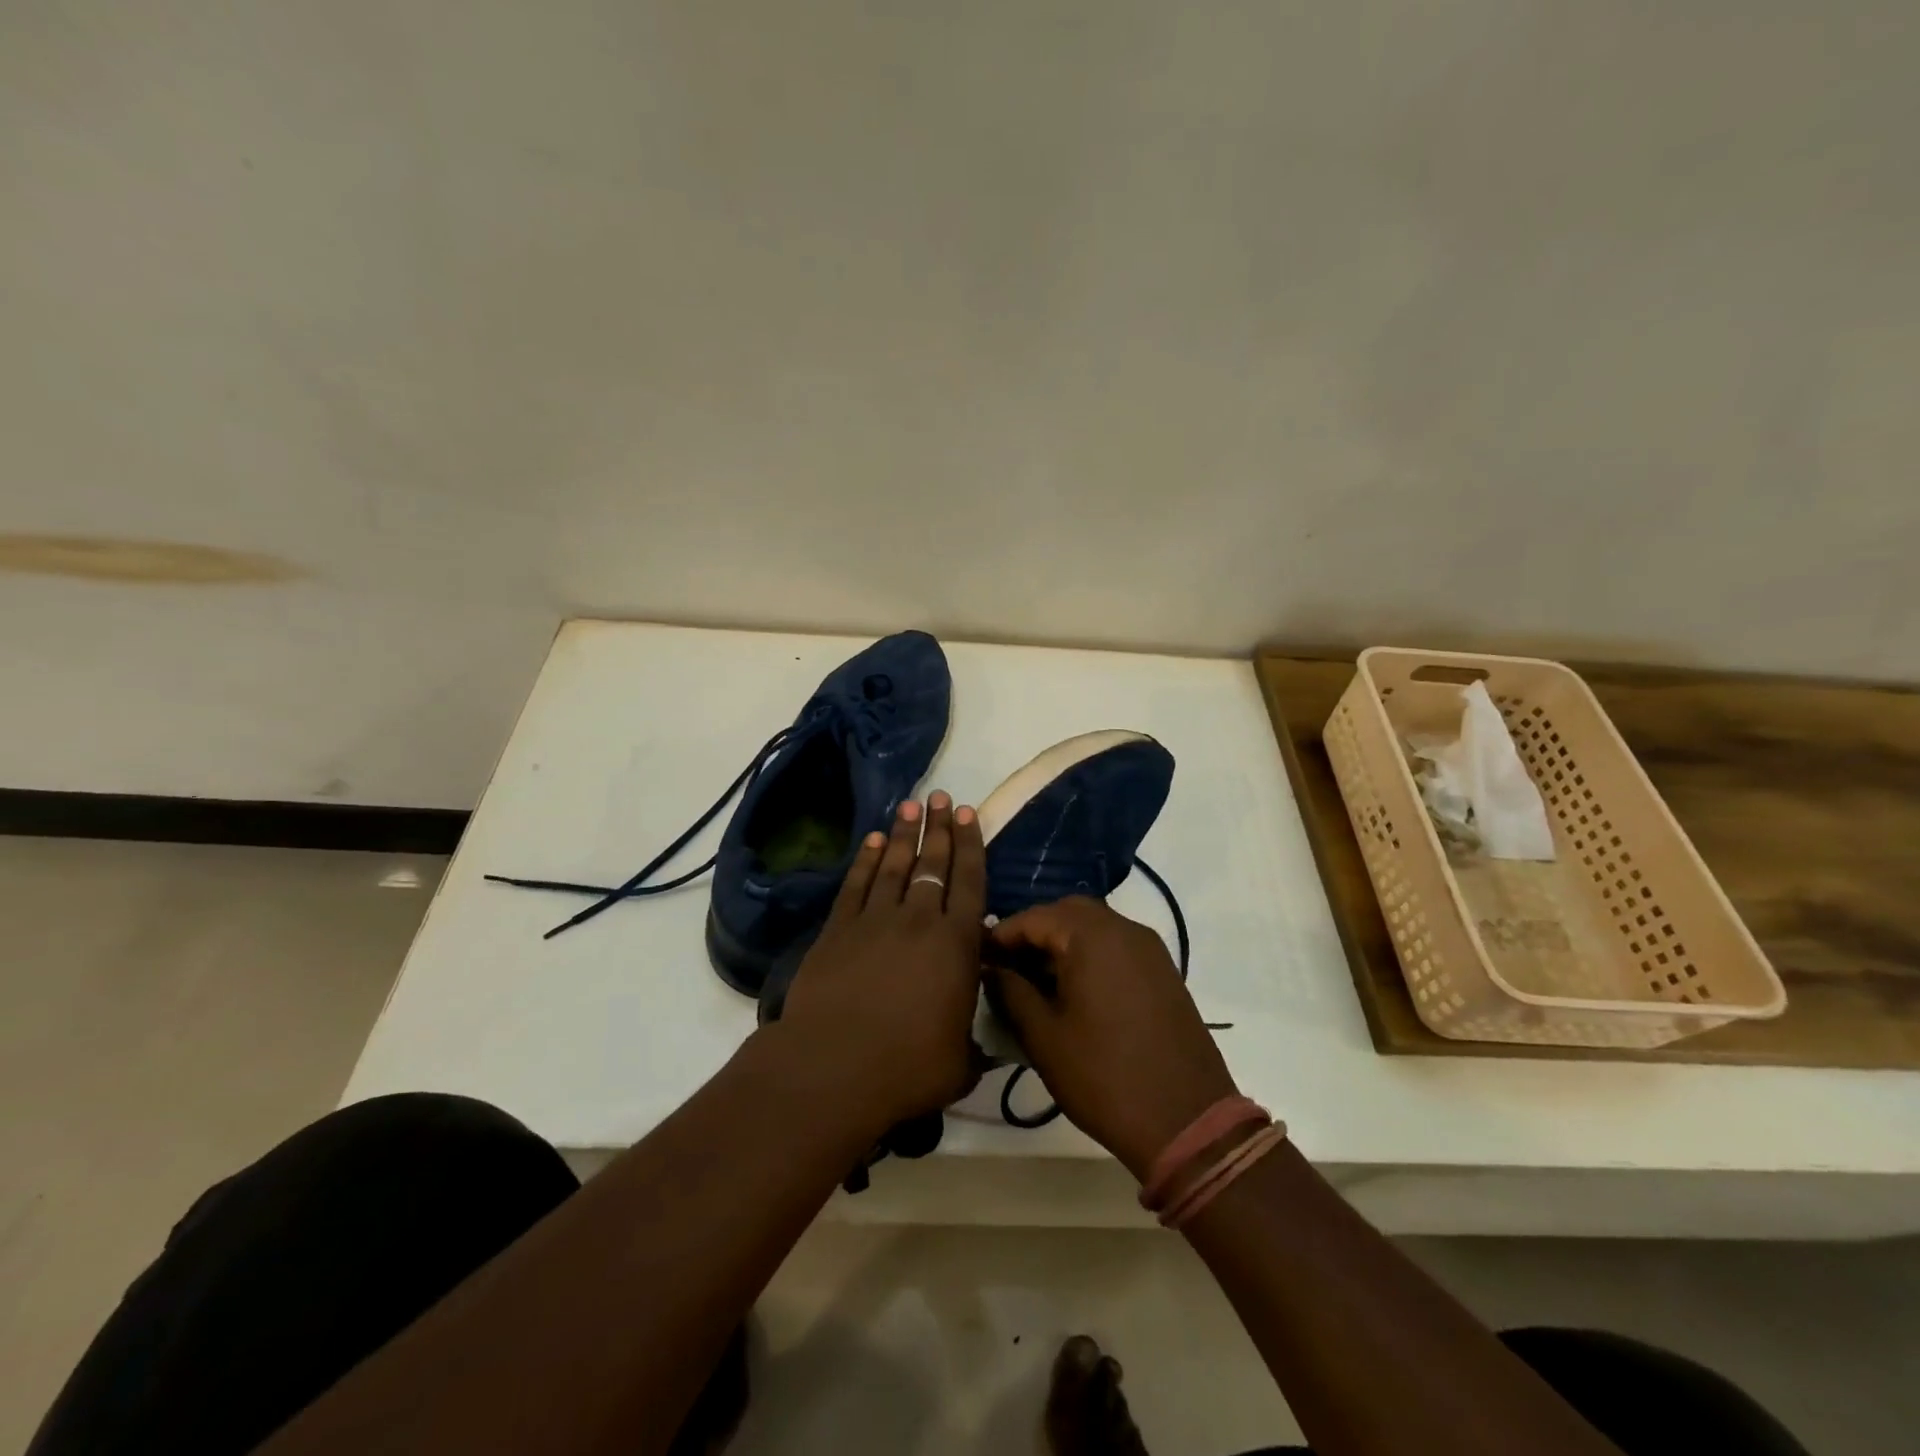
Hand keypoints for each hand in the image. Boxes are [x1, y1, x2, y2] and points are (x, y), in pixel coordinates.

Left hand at [776, 792, 986, 1127]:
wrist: (833, 1068)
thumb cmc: (907, 1068)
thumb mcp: (960, 1063)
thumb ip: (975, 1044)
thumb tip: (984, 1043)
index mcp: (956, 945)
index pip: (969, 883)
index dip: (970, 846)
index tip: (967, 814)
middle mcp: (918, 921)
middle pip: (931, 864)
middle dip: (938, 828)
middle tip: (939, 798)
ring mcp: (874, 921)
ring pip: (893, 866)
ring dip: (902, 835)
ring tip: (909, 807)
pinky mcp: (838, 930)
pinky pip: (855, 885)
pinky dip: (864, 861)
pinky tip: (871, 842)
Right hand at [987, 897, 1237, 1179]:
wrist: (1188, 1121)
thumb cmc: (1105, 1076)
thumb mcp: (1044, 1037)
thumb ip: (1011, 992)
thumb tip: (991, 968)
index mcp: (1092, 936)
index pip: (1034, 917)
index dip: (1002, 935)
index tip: (979, 959)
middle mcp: (1124, 929)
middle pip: (1068, 913)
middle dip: (1034, 933)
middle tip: (1009, 967)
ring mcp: (1150, 949)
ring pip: (1096, 927)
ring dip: (1063, 943)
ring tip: (1037, 982)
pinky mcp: (1164, 972)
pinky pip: (1117, 946)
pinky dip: (1091, 955)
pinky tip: (1075, 992)